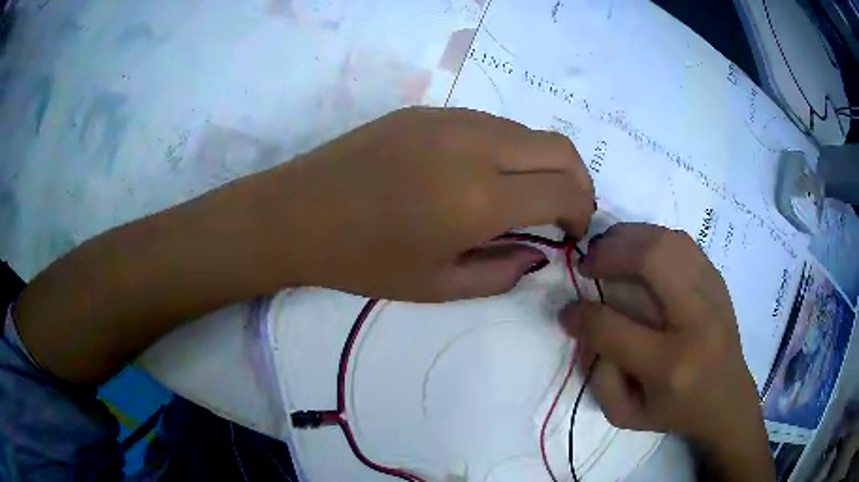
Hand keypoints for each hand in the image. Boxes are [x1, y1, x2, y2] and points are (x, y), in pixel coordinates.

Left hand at [259, 106, 593, 301]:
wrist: (298, 213)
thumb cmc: (362, 260)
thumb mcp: (437, 286)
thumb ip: (502, 272)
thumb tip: (539, 252)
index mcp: (479, 198)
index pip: (565, 189)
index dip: (582, 211)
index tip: (572, 233)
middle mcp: (475, 146)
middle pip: (560, 147)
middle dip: (577, 181)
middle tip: (563, 212)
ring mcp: (450, 119)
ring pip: (526, 131)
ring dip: (542, 163)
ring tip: (523, 195)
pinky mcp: (428, 110)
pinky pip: (490, 124)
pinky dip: (508, 149)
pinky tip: (482, 174)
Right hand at [560, 223, 773, 480]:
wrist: (727, 399)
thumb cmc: (676, 412)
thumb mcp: (627, 414)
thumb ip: (597, 375)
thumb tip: (586, 323)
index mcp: (670, 365)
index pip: (614, 328)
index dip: (582, 314)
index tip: (567, 310)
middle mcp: (696, 320)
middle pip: (652, 261)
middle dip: (610, 253)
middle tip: (588, 262)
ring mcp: (713, 293)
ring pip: (669, 241)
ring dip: (630, 237)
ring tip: (608, 249)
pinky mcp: (719, 280)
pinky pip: (682, 242)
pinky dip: (653, 238)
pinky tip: (638, 251)